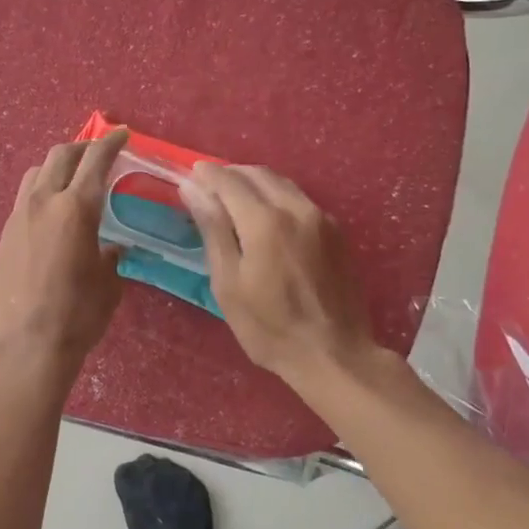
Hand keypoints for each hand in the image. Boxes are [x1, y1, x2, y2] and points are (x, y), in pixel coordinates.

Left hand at [0, 129, 128, 370]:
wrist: (27, 344)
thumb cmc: (78, 314)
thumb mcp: (108, 283)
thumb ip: (110, 256)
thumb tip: (110, 249)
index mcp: (76, 208)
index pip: (95, 161)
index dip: (110, 143)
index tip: (121, 134)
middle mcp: (43, 202)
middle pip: (60, 155)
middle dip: (82, 147)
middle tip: (97, 153)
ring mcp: (17, 217)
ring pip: (35, 173)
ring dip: (56, 167)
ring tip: (70, 179)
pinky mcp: (3, 235)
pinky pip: (23, 200)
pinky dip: (40, 194)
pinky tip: (50, 214)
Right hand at [182, 164, 382, 388]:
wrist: (335, 354)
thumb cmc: (269, 326)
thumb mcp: (228, 283)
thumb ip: (213, 229)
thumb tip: (193, 189)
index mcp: (265, 220)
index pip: (229, 181)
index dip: (207, 174)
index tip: (190, 174)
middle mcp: (296, 208)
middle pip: (259, 174)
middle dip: (231, 174)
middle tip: (209, 186)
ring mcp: (322, 218)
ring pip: (282, 183)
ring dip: (255, 182)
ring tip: (234, 198)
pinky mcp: (337, 232)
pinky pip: (300, 199)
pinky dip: (276, 196)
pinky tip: (266, 215)